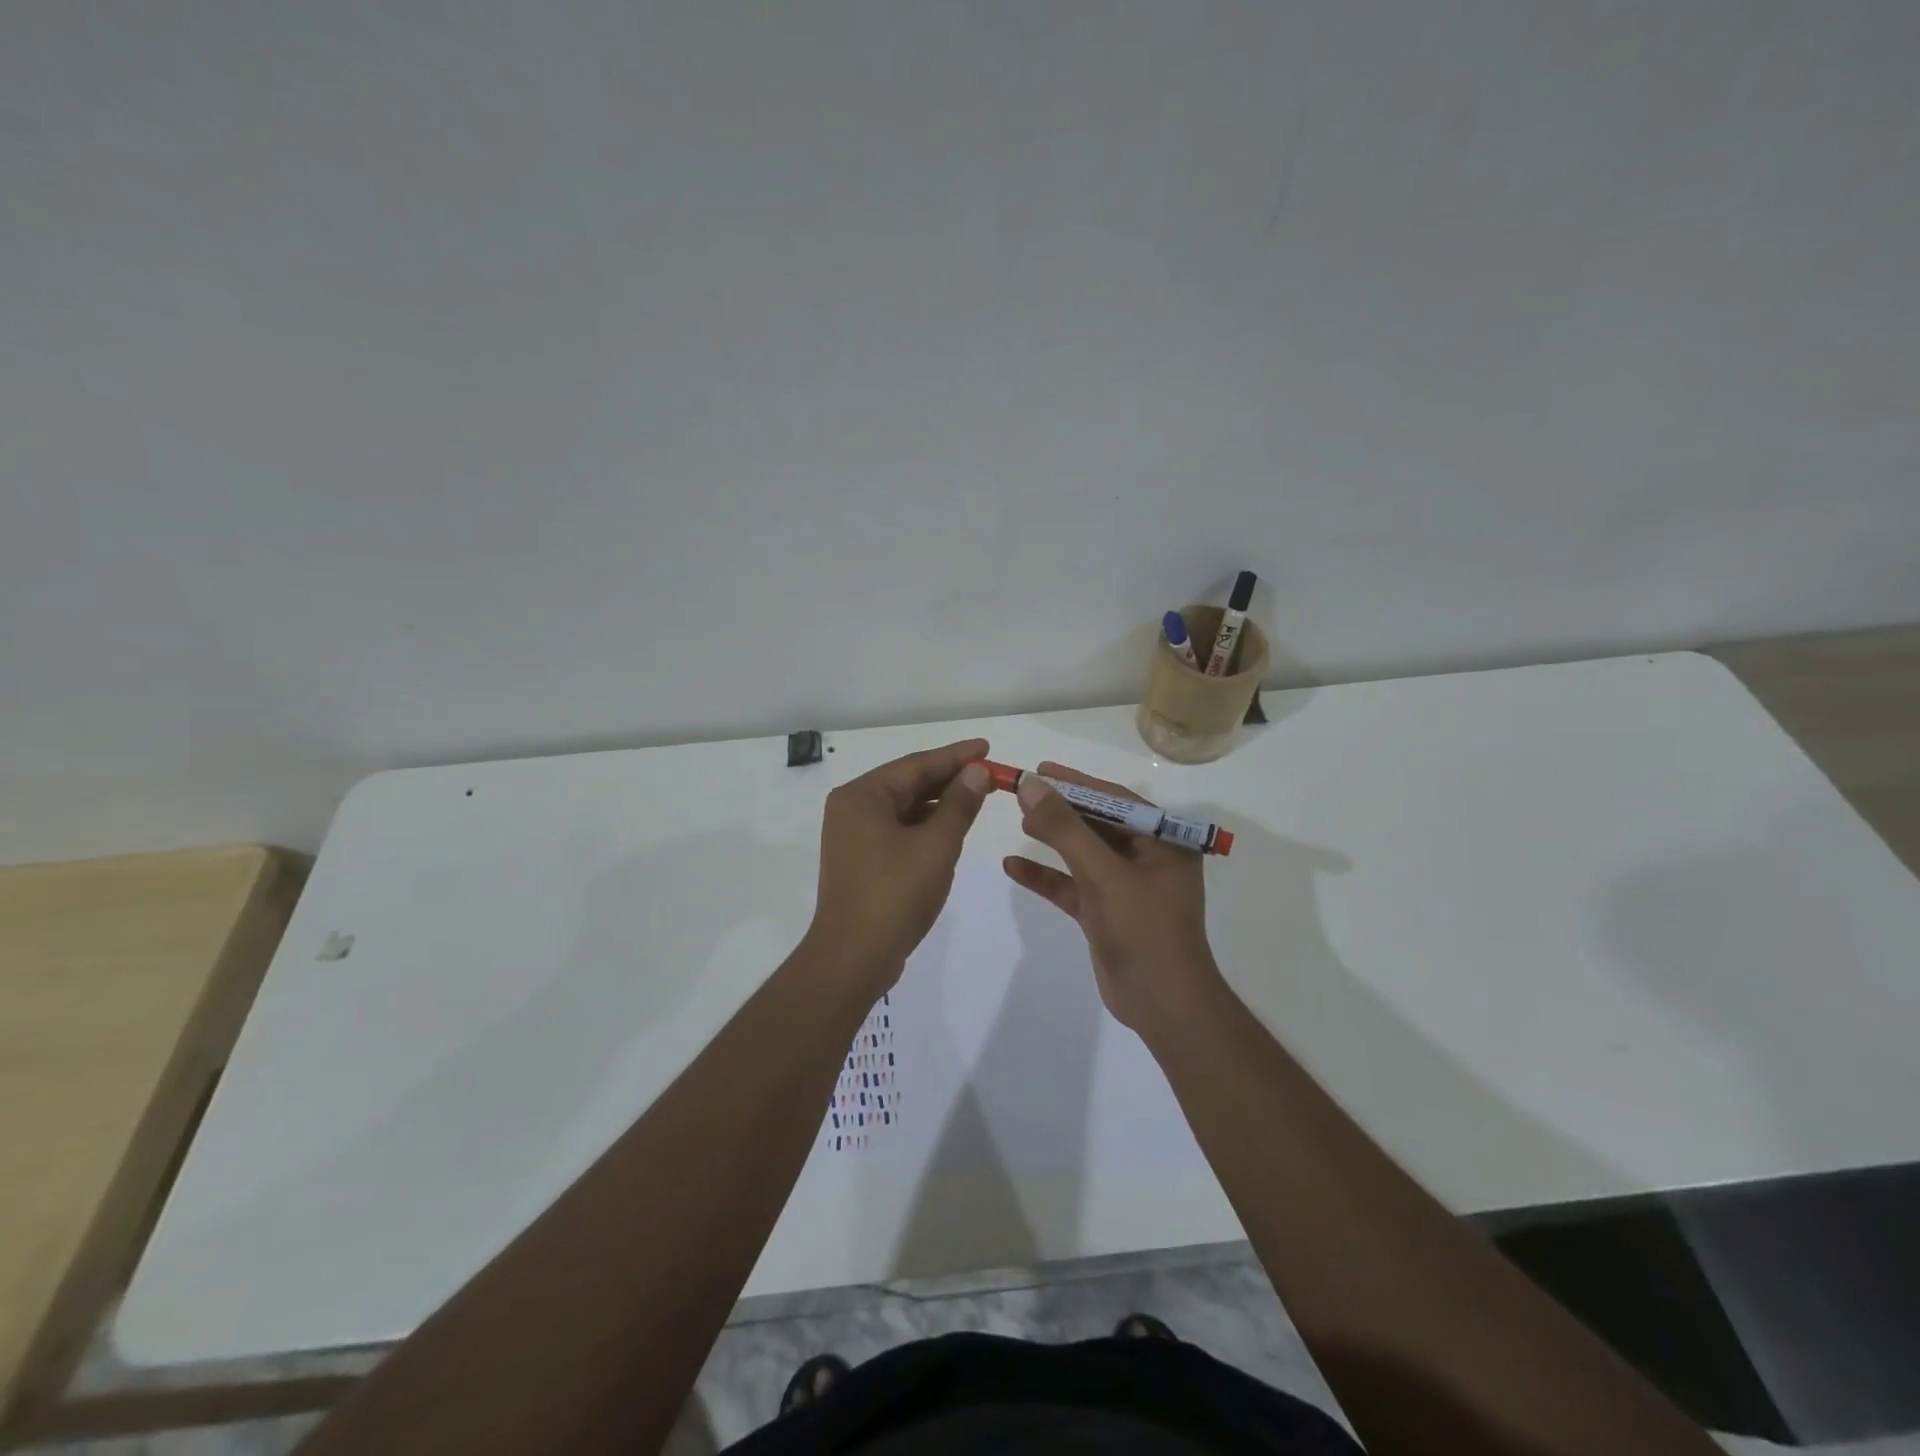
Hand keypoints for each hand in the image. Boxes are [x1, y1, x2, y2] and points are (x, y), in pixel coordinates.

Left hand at [805, 739, 992, 990]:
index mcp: (862, 796)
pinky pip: (898, 830)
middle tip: (989, 774)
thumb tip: (977, 771)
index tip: (987, 747)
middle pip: (908, 784)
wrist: (853, 958)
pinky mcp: (861, 860)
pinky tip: (951, 829)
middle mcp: (852, 809)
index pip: (916, 764)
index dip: (955, 756)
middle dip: (949, 780)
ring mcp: (853, 836)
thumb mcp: (936, 845)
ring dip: (939, 804)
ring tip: (977, 798)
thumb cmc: (895, 894)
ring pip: (904, 809)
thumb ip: (959, 804)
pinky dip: (925, 827)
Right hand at [1003, 762, 1225, 1032]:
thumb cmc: (1143, 929)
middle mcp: (1147, 858)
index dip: (1076, 782)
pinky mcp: (1106, 912)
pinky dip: (1046, 876)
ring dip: (1052, 839)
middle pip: (1097, 823)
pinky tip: (1013, 867)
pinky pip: (1072, 885)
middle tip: (1022, 793)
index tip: (1040, 770)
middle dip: (1060, 809)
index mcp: (1163, 841)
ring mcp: (1126, 887)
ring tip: (1018, 821)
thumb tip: (1032, 785)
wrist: (1162, 1004)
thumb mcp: (1102, 873)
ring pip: (1083, 853)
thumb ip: (1065, 828)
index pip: (1115, 799)